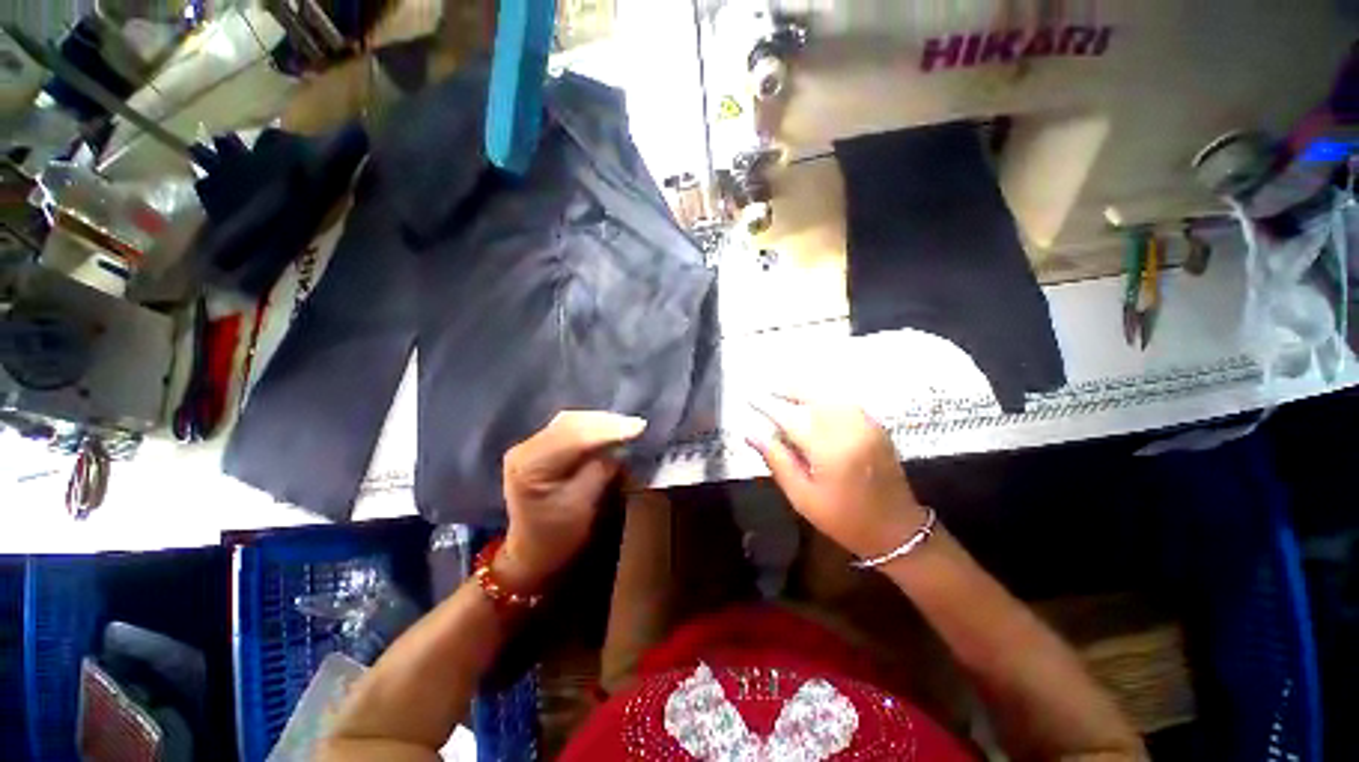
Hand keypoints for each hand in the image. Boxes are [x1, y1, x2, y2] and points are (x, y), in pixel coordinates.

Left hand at [498, 411, 646, 591]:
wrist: (532, 550)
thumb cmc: (557, 536)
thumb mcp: (582, 506)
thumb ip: (600, 471)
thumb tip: (620, 447)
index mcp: (529, 466)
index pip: (572, 438)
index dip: (607, 429)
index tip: (639, 427)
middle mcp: (524, 448)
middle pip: (570, 423)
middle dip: (606, 422)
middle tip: (638, 425)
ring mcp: (529, 444)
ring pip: (571, 421)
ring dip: (601, 421)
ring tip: (628, 425)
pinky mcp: (539, 445)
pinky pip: (570, 426)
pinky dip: (593, 426)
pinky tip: (610, 428)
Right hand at [747, 396, 926, 561]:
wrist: (898, 530)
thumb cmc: (844, 519)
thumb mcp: (802, 497)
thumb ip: (777, 461)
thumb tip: (752, 434)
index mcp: (829, 450)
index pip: (790, 418)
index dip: (768, 407)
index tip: (750, 400)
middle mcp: (849, 430)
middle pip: (812, 398)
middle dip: (787, 391)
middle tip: (766, 389)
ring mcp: (866, 425)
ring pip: (829, 396)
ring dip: (805, 391)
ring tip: (784, 390)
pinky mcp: (875, 426)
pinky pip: (845, 402)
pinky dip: (825, 396)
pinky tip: (813, 400)